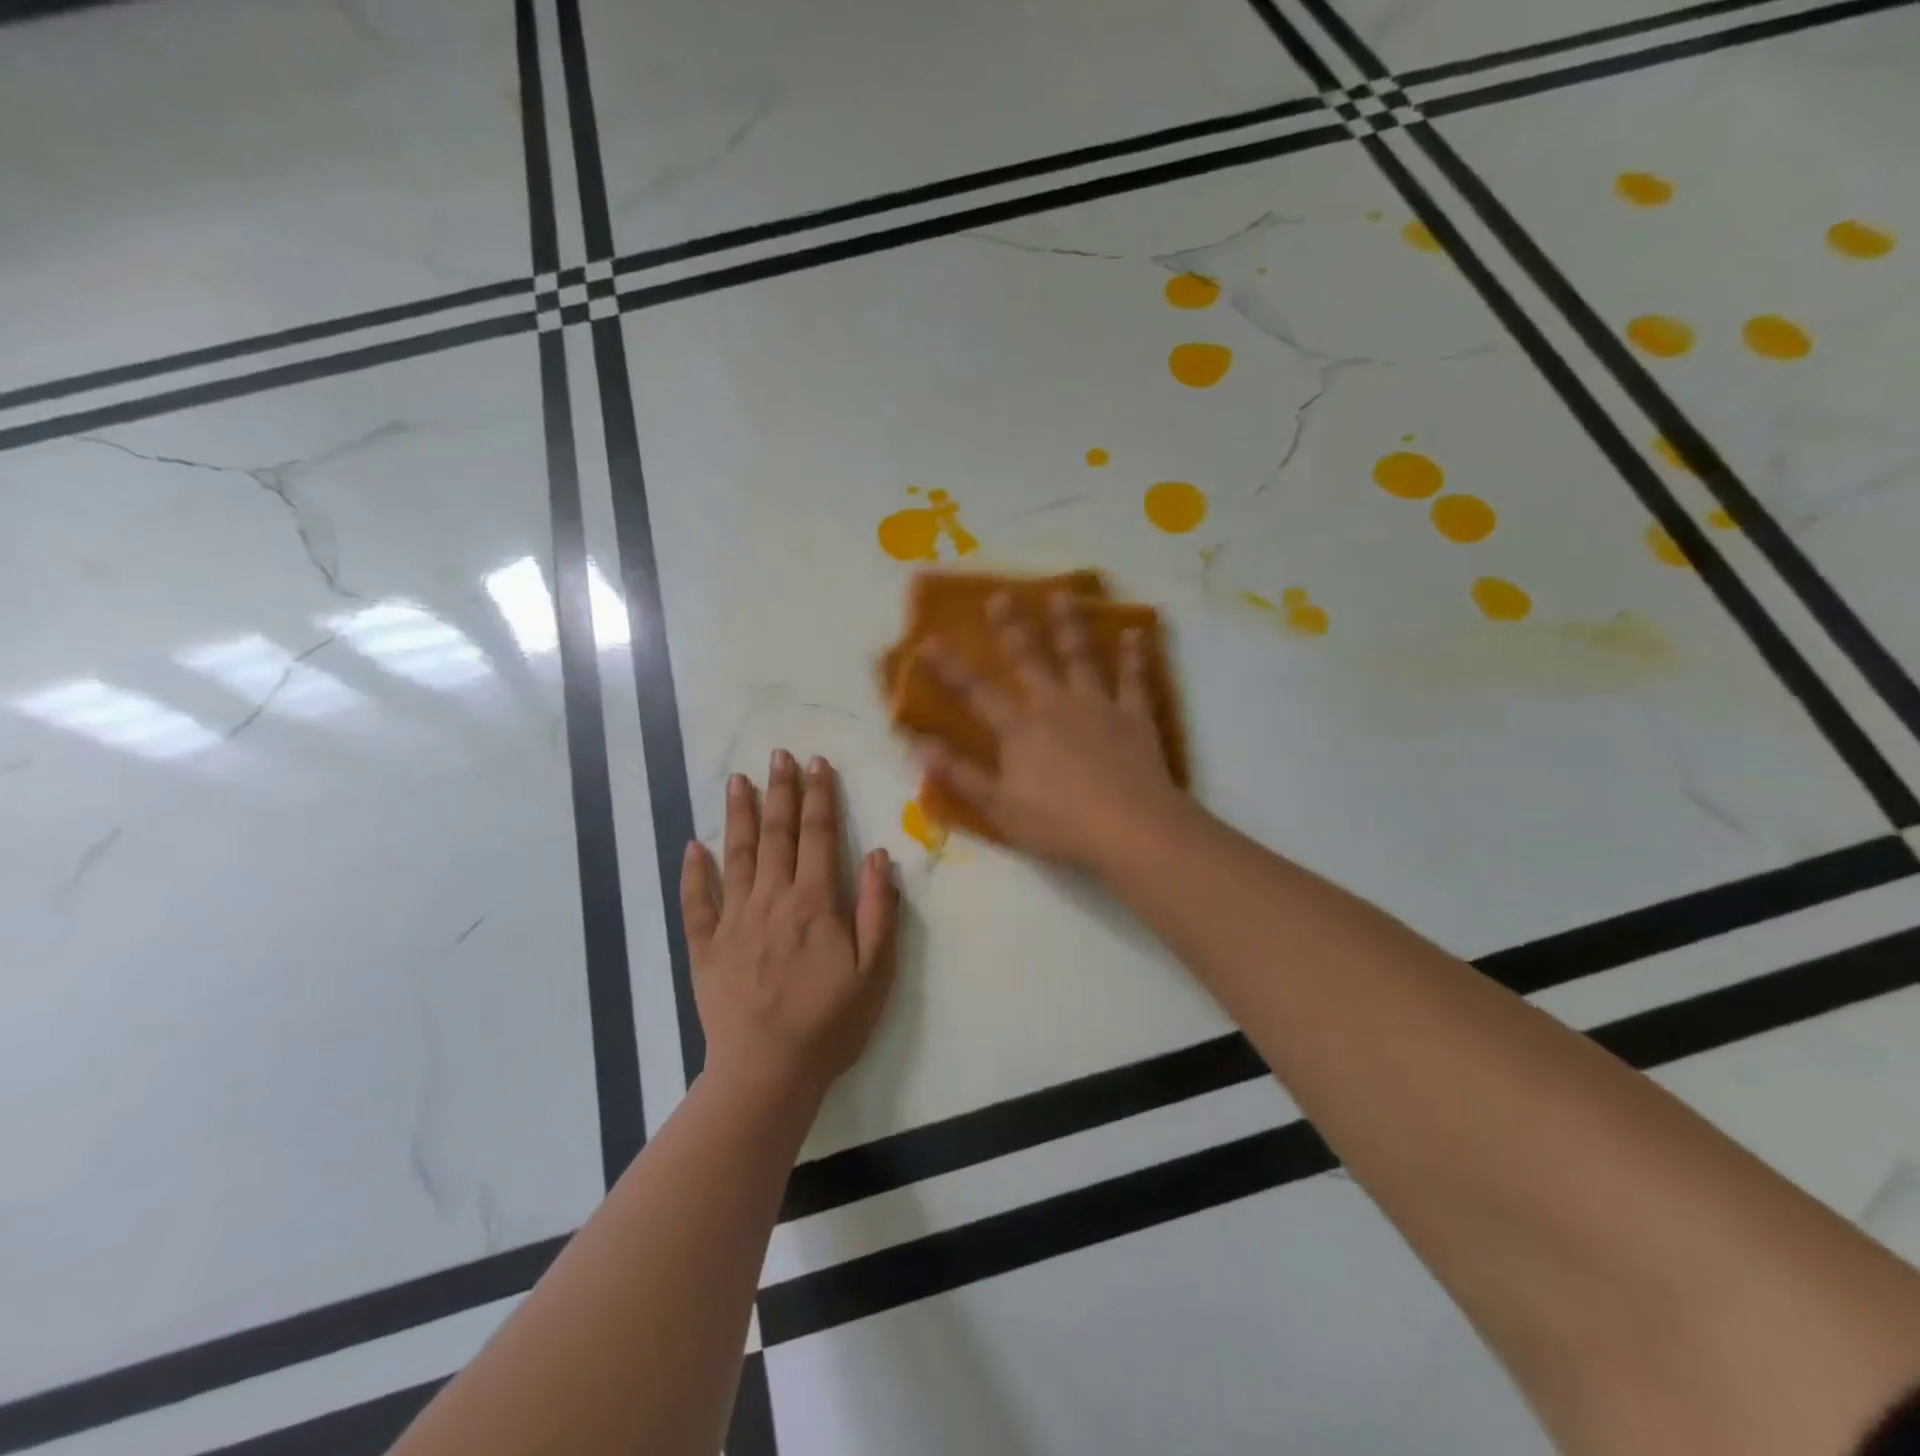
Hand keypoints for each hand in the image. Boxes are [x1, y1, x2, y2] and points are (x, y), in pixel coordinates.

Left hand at [680, 751, 898, 1103]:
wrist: (768, 1072)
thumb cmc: (831, 1022)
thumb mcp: (875, 970)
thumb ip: (877, 908)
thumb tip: (878, 854)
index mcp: (814, 902)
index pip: (818, 835)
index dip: (819, 796)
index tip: (817, 763)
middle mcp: (771, 899)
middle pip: (777, 834)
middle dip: (780, 791)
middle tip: (779, 754)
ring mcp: (733, 921)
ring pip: (736, 856)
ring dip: (739, 815)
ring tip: (738, 780)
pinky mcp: (706, 947)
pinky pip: (696, 903)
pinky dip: (693, 873)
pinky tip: (693, 847)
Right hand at [916, 591, 1185, 866]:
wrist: (1130, 828)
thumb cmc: (1059, 824)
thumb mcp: (999, 807)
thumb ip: (960, 775)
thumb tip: (919, 746)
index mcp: (1020, 730)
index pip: (976, 693)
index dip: (950, 668)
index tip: (929, 640)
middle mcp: (1055, 705)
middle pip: (1029, 659)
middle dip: (1012, 627)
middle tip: (1001, 596)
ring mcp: (1098, 707)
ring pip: (1080, 657)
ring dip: (1069, 625)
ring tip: (1062, 594)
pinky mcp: (1135, 716)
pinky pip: (1134, 680)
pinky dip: (1135, 656)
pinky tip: (1135, 633)